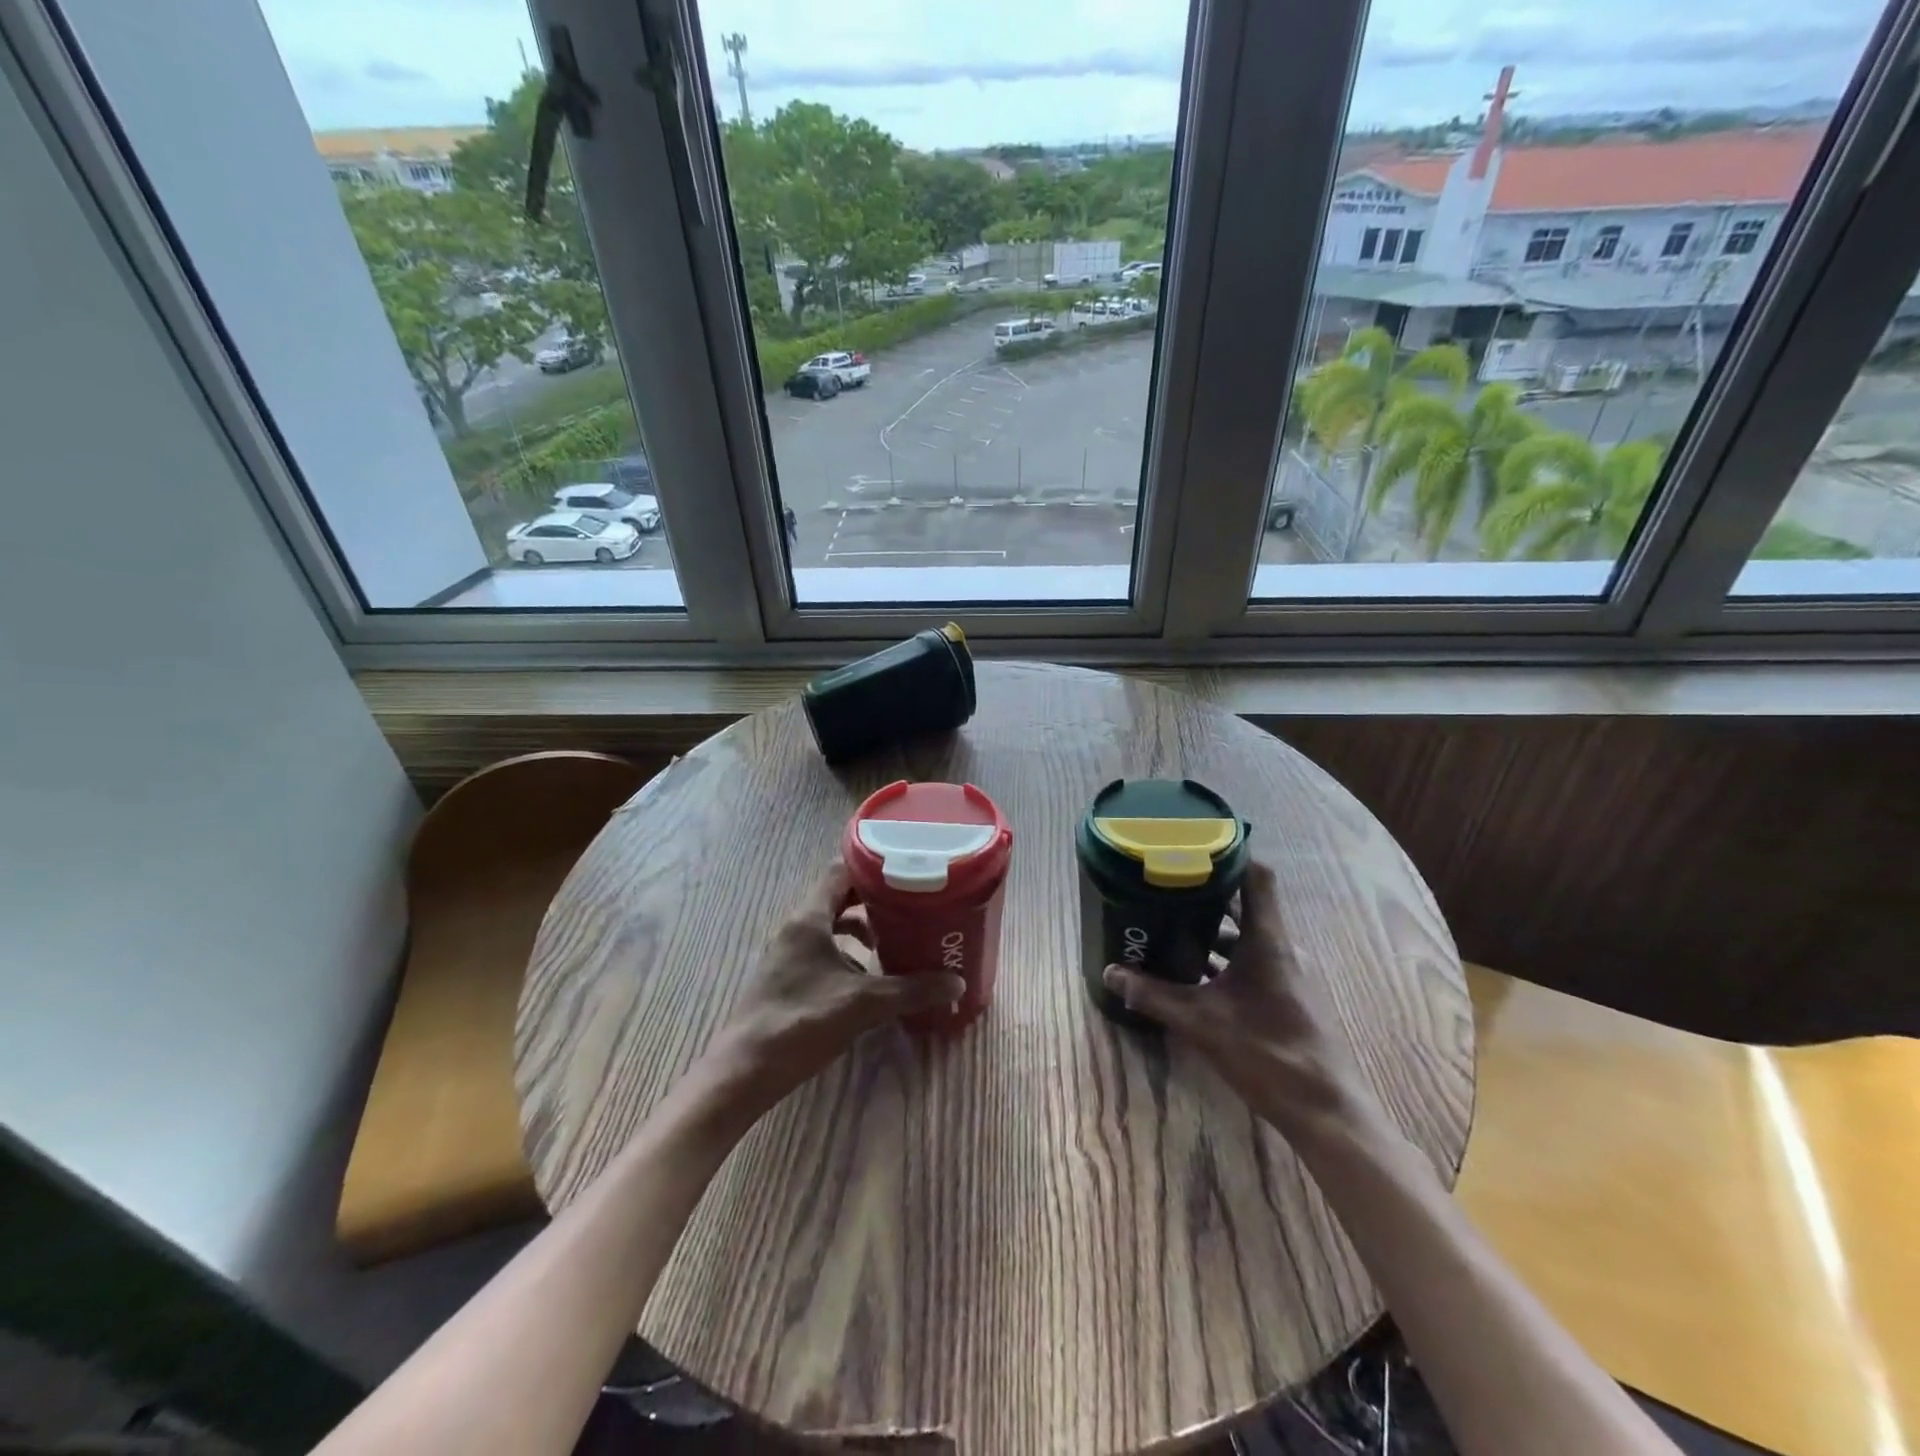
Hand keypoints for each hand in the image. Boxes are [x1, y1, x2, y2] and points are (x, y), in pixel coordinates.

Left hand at [694, 862, 964, 1133]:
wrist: (745, 1071)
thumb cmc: (802, 1022)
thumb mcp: (863, 1004)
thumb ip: (911, 990)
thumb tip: (956, 983)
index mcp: (809, 918)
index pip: (840, 871)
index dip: (873, 866)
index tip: (906, 870)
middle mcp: (796, 927)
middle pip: (838, 897)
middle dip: (874, 900)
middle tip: (910, 904)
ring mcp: (788, 953)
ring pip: (831, 926)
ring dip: (861, 929)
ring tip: (894, 941)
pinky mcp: (787, 977)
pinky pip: (823, 950)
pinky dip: (847, 955)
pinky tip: (869, 978)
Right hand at [1102, 862, 1379, 1136]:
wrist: (1328, 1111)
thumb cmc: (1268, 1054)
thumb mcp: (1201, 1023)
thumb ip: (1154, 996)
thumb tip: (1111, 973)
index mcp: (1268, 941)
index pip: (1257, 877)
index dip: (1230, 854)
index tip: (1193, 844)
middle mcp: (1282, 948)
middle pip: (1246, 905)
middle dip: (1207, 894)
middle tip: (1166, 887)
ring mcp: (1289, 974)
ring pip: (1248, 937)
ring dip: (1214, 930)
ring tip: (1172, 927)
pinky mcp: (1289, 997)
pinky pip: (1253, 961)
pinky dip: (1225, 959)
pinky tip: (1196, 975)